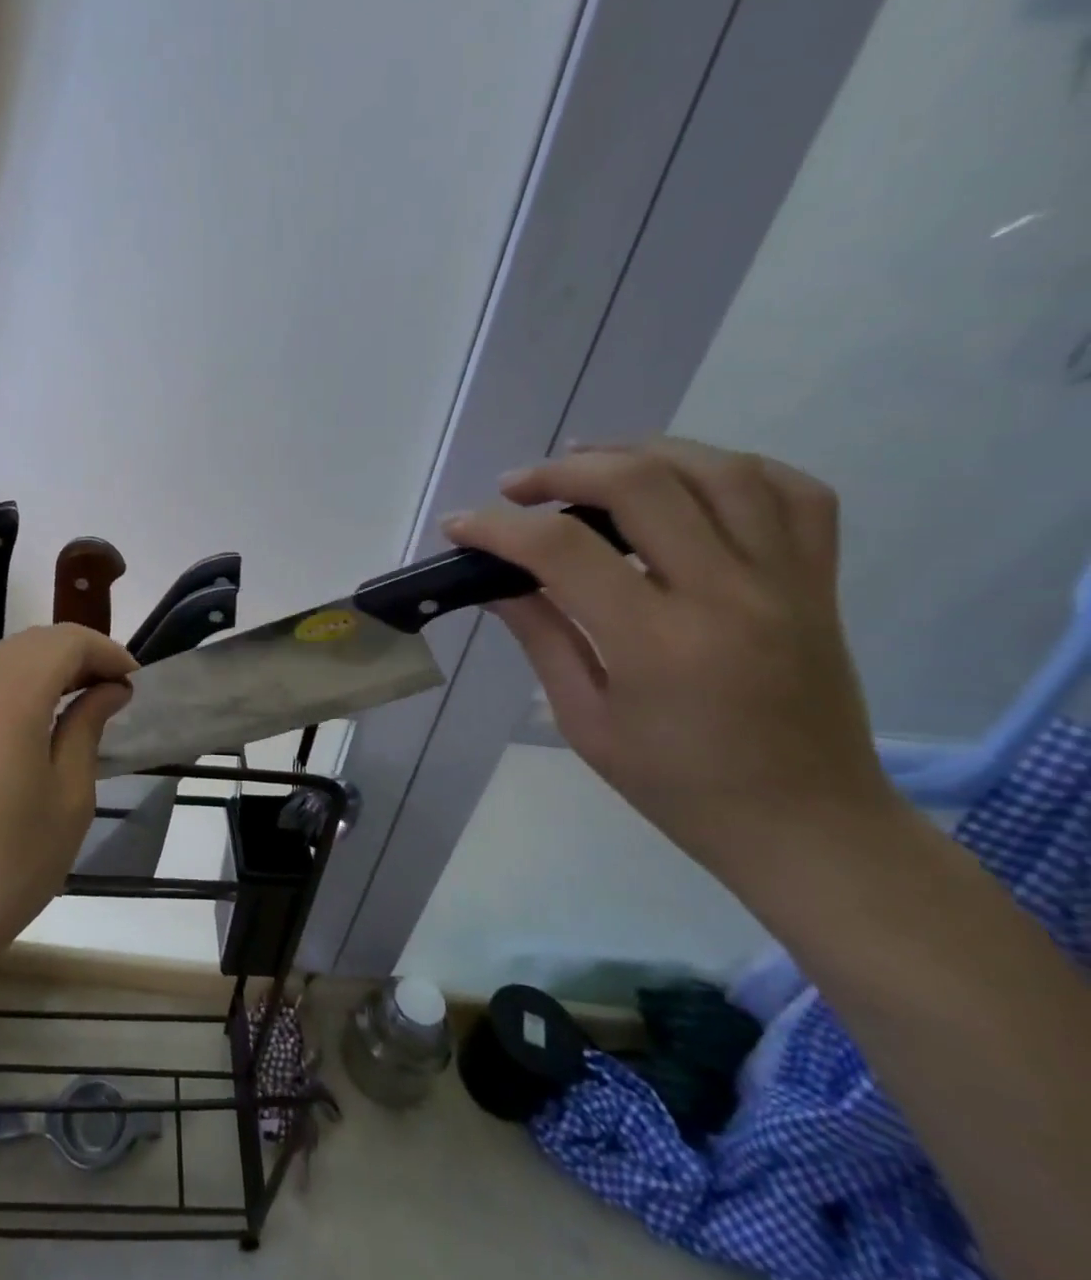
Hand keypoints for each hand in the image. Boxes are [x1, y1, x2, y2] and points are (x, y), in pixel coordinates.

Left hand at [0, 624, 136, 968]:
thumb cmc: (12, 862)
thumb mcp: (69, 796)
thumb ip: (87, 728)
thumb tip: (108, 691)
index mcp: (9, 699)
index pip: (64, 642)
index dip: (106, 651)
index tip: (135, 681)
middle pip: (31, 642)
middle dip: (78, 653)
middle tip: (114, 689)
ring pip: (2, 659)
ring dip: (46, 665)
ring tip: (81, 699)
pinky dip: (17, 684)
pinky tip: (37, 720)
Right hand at [445, 437, 901, 871]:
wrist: (809, 827)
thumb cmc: (680, 787)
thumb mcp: (586, 723)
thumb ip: (543, 637)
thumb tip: (497, 582)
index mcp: (658, 643)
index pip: (564, 551)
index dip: (499, 528)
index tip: (460, 525)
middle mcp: (729, 595)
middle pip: (642, 485)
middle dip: (563, 472)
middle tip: (517, 487)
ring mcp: (786, 582)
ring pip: (720, 470)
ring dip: (642, 451)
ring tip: (590, 461)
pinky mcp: (819, 582)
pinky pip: (793, 493)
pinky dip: (732, 468)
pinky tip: (685, 477)